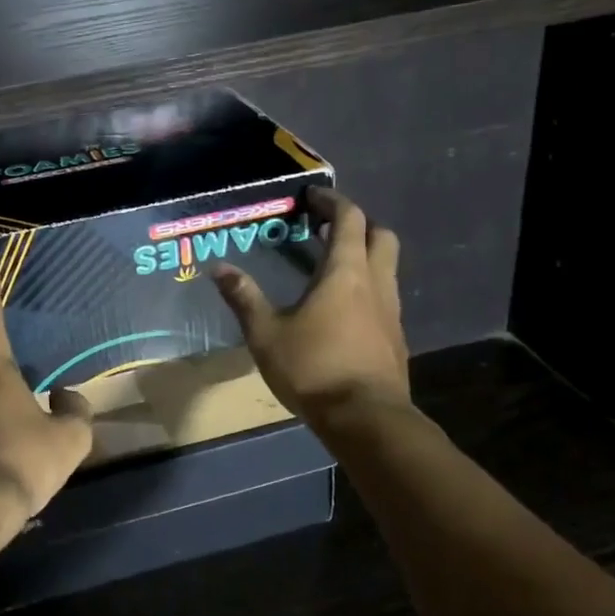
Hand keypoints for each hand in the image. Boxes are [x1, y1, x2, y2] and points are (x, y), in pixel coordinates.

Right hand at [210, 187, 410, 422]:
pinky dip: (368, 286)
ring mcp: (391, 311)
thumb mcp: (266, 333)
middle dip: (357, 224)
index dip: (332, 202)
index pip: (349, 219)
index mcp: (345, 272)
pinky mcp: (396, 337)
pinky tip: (344, 308)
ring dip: (365, 255)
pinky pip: (386, 296)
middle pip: (380, 235)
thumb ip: (244, 298)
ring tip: (332, 265)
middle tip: (327, 228)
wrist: (366, 418)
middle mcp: (376, 283)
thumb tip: (218, 269)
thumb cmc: (314, 368)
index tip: (312, 197)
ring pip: (387, 266)